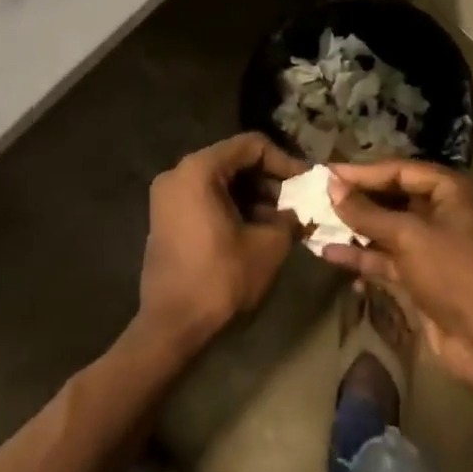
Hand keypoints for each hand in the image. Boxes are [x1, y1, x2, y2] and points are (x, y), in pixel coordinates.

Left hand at [136, 133, 306, 353]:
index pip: (251, 145)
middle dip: (268, 179)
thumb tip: (300, 211)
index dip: (283, 161)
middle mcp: (179, 172)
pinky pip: (206, 196)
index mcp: (199, 169)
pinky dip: (232, 205)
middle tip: (296, 201)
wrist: (170, 326)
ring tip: (281, 218)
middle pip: (234, 160)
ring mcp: (168, 194)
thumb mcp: (267, 246)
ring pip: (221, 179)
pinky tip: (256, 227)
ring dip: (253, 194)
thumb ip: (289, 219)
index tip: (306, 183)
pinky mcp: (166, 215)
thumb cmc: (219, 279)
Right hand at [323, 159, 472, 386]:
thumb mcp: (408, 236)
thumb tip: (331, 185)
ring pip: (389, 228)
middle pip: (394, 198)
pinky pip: (390, 256)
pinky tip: (331, 253)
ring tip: (317, 223)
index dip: (362, 172)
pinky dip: (365, 255)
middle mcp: (446, 211)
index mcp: (453, 190)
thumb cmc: (453, 272)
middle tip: (318, 196)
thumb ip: (366, 212)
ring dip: (356, 228)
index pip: (400, 170)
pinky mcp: (425, 275)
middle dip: (357, 200)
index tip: (327, 173)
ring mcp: (436, 245)